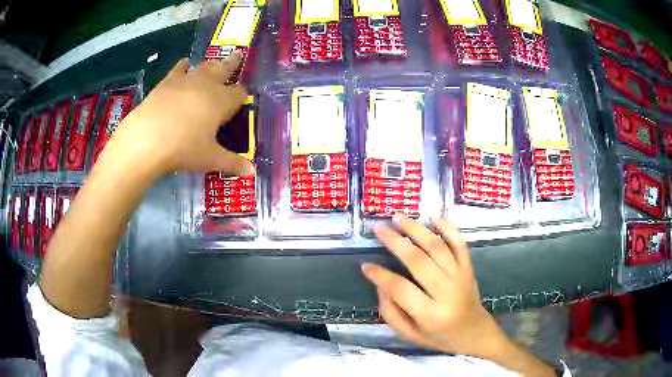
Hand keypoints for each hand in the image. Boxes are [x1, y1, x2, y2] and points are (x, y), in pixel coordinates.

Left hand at [100, 54, 253, 179]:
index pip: (239, 93)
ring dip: (212, 64)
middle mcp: (207, 85)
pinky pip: (179, 69)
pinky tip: (184, 63)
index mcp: (222, 101)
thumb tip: (252, 172)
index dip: (242, 95)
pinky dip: (183, 66)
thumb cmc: (183, 149)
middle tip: (238, 56)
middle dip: (233, 63)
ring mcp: (187, 80)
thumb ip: (232, 163)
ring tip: (215, 62)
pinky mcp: (167, 82)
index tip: (242, 98)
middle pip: (225, 69)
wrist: (147, 140)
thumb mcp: (210, 159)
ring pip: (205, 66)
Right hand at [362, 215, 507, 356]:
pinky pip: (459, 243)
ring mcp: (460, 276)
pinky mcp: (469, 267)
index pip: (400, 288)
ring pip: (437, 247)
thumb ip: (391, 312)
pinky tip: (433, 218)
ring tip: (397, 217)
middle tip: (377, 228)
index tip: (365, 265)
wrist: (474, 332)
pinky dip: (448, 228)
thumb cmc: (439, 337)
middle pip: (418, 261)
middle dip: (395, 242)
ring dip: (416, 229)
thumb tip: (380, 284)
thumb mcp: (410, 334)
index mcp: (430, 313)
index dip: (380, 275)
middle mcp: (446, 291)